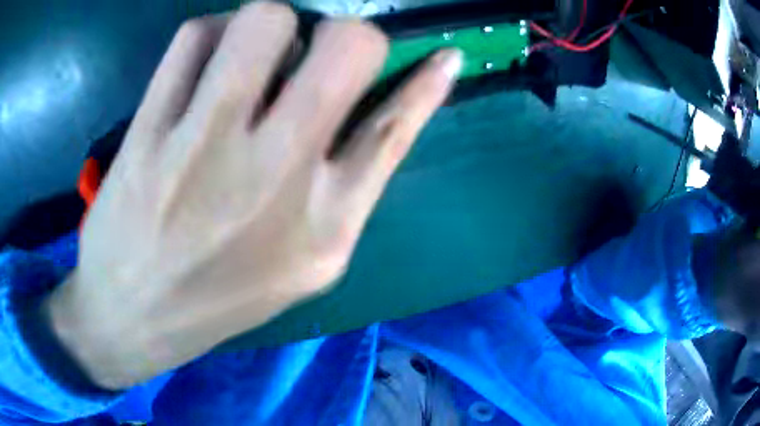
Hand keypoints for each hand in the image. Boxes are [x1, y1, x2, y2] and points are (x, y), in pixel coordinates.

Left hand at [44, 2, 461, 389]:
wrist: (133, 319)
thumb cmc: (216, 299)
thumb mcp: (301, 263)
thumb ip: (345, 186)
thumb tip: (382, 110)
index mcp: (325, 226)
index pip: (396, 127)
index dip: (426, 83)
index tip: (442, 54)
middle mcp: (275, 179)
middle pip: (346, 47)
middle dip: (342, 34)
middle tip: (309, 53)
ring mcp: (202, 151)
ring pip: (264, 20)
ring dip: (268, 24)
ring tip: (246, 56)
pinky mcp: (148, 135)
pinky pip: (194, 37)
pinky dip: (208, 35)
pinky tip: (199, 67)